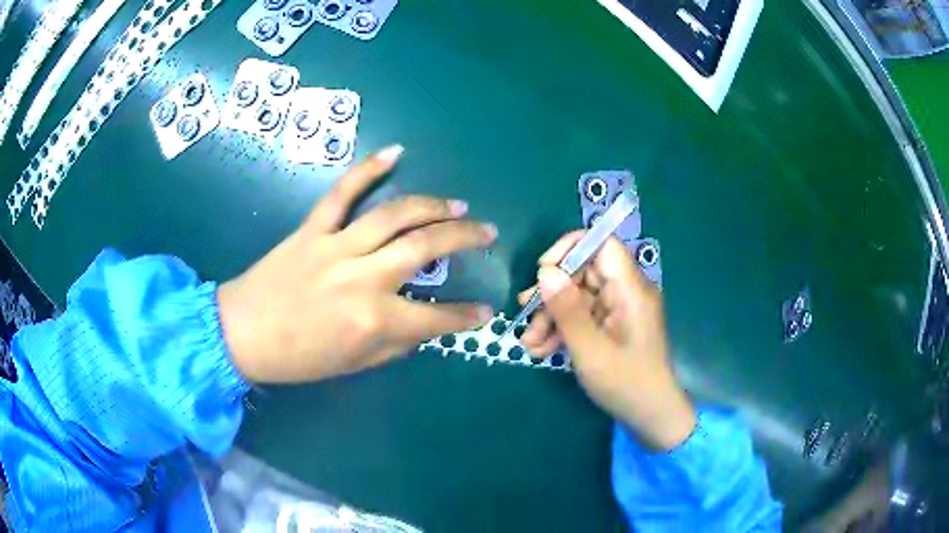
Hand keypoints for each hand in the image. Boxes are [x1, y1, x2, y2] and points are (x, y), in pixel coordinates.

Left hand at [218, 145, 495, 383]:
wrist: (242, 333)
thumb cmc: (298, 358)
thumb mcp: (354, 364)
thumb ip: (396, 343)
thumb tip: (425, 324)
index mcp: (373, 320)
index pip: (436, 318)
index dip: (467, 316)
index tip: (486, 310)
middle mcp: (362, 278)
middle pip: (426, 247)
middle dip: (465, 237)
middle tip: (487, 231)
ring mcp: (337, 246)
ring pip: (395, 215)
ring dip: (433, 205)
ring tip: (458, 204)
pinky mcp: (313, 228)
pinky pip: (343, 193)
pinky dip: (369, 170)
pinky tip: (395, 153)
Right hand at [518, 232, 695, 449]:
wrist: (650, 415)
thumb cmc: (626, 383)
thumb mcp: (590, 350)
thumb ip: (567, 310)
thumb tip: (545, 272)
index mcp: (630, 289)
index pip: (602, 244)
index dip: (571, 248)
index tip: (543, 270)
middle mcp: (626, 292)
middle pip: (583, 272)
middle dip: (551, 293)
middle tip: (524, 314)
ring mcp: (618, 310)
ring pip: (578, 297)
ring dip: (550, 317)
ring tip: (529, 343)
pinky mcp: (611, 326)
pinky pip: (583, 317)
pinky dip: (562, 330)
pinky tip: (541, 350)